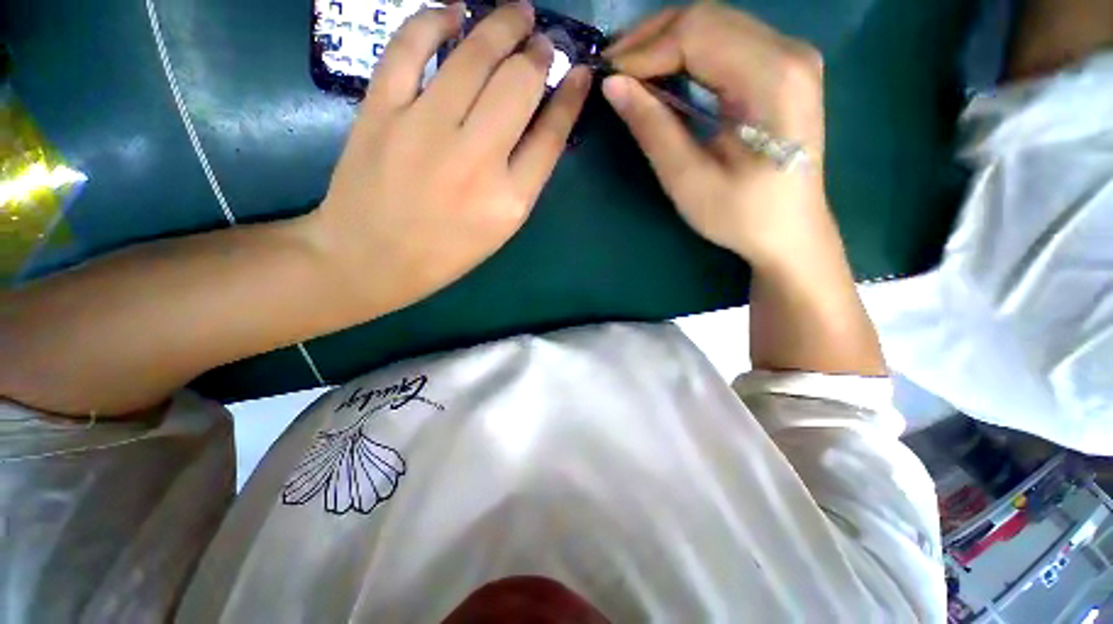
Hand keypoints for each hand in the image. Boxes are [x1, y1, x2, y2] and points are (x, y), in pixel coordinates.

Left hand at [310, 2, 590, 313]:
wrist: (371, 258)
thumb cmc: (444, 252)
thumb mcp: (499, 228)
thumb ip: (524, 179)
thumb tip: (541, 123)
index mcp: (510, 200)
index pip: (551, 135)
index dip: (570, 96)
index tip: (578, 72)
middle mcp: (476, 160)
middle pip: (519, 85)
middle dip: (539, 53)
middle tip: (544, 39)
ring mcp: (425, 130)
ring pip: (473, 56)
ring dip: (502, 24)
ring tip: (518, 12)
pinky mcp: (381, 111)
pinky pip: (410, 47)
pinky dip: (434, 19)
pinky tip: (453, 11)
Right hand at [602, 5, 833, 270]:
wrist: (789, 232)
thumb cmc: (741, 216)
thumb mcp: (689, 180)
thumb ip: (653, 128)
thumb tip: (612, 85)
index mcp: (772, 78)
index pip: (697, 33)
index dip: (645, 50)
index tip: (607, 76)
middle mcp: (789, 51)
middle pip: (707, 18)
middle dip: (652, 39)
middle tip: (613, 71)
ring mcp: (790, 56)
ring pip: (715, 24)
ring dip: (667, 43)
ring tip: (630, 72)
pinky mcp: (783, 68)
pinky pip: (726, 42)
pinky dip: (688, 53)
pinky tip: (664, 73)